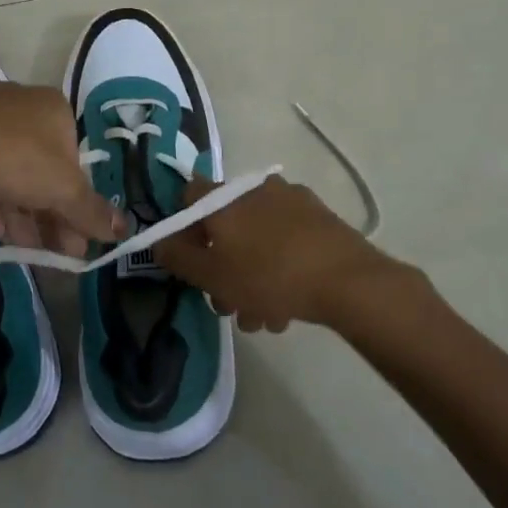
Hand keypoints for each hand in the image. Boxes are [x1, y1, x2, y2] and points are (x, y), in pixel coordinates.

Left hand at [0, 83, 125, 257]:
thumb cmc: (19, 161)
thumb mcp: (66, 191)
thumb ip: (94, 212)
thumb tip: (124, 230)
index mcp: (52, 106)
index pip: (75, 154)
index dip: (79, 197)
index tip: (79, 232)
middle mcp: (19, 105)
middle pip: (44, 166)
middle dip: (52, 213)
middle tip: (58, 250)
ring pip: (12, 173)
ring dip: (24, 214)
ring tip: (28, 250)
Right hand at [157, 175, 403, 330]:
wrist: (348, 281)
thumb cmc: (269, 275)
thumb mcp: (212, 275)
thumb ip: (178, 257)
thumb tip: (159, 241)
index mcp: (224, 197)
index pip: (189, 197)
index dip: (183, 229)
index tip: (192, 261)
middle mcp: (254, 189)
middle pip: (225, 225)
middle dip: (222, 267)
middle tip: (228, 305)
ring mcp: (291, 201)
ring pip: (257, 239)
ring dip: (252, 277)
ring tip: (264, 318)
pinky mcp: (319, 218)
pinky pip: (286, 240)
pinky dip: (280, 267)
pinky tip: (289, 305)